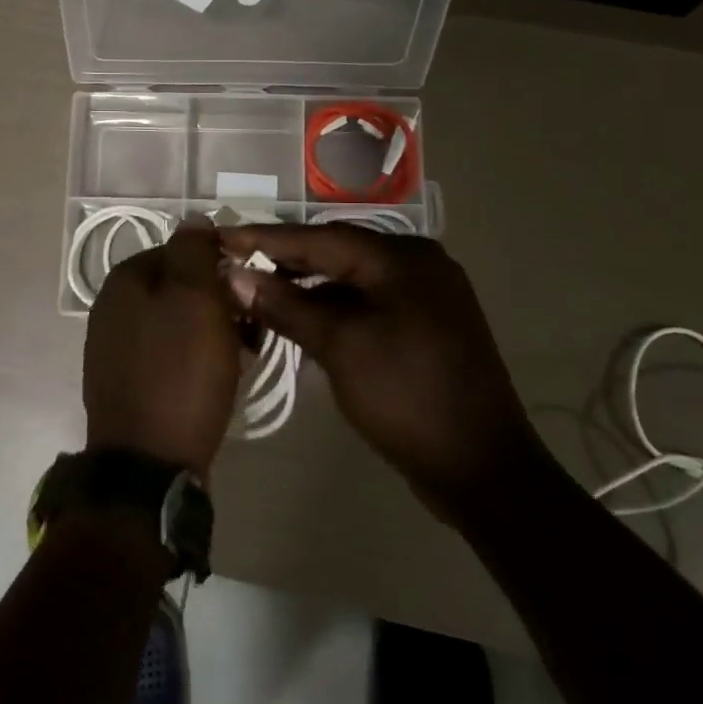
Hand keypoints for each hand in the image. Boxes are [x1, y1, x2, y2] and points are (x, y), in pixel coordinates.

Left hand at [84, 216, 243, 478]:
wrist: (148, 464)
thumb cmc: (179, 374)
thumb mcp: (195, 300)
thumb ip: (194, 251)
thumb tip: (194, 217)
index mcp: (124, 279)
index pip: (183, 250)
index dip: (221, 267)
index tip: (249, 294)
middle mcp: (111, 306)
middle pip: (180, 287)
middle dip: (218, 303)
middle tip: (249, 331)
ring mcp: (113, 346)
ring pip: (177, 322)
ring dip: (211, 332)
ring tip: (238, 357)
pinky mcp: (125, 381)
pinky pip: (168, 354)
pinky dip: (194, 359)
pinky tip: (214, 379)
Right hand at [220, 225, 536, 515]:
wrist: (481, 468)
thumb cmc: (407, 397)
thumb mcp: (340, 347)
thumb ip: (286, 306)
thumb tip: (234, 276)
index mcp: (403, 258)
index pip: (320, 237)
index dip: (266, 239)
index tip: (221, 235)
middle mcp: (418, 264)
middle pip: (337, 252)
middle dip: (284, 259)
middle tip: (233, 262)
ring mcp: (425, 295)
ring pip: (352, 278)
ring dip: (306, 285)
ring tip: (257, 289)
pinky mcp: (425, 324)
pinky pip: (368, 301)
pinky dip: (332, 306)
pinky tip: (300, 315)